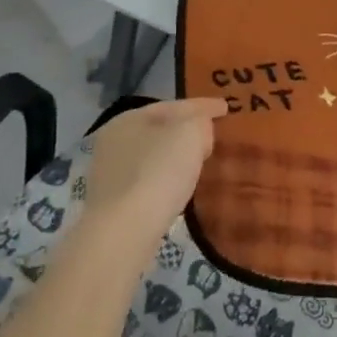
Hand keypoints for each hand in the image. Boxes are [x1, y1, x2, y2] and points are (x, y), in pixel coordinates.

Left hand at [81, 99, 226, 250]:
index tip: (226, 107)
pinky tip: (180, 186)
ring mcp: (111, 174)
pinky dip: (167, 177)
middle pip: (160, 128)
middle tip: (213, 133)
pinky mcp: (115, 204)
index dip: (203, 105)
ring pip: (153, 155)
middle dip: (187, 129)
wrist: (124, 231)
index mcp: (129, 118)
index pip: (174, 105)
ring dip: (176, 155)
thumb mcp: (190, 133)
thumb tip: (199, 130)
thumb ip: (200, 122)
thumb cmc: (158, 172)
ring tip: (200, 160)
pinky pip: (150, 180)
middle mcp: (114, 142)